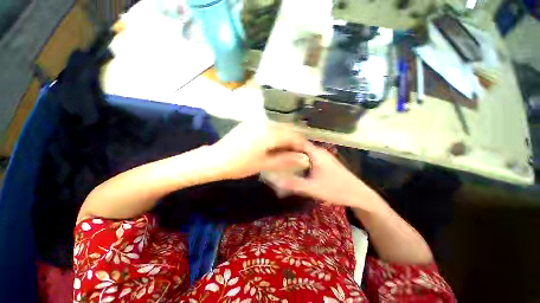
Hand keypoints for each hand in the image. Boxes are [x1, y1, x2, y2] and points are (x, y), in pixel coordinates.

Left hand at [211, 121, 309, 179]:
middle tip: (297, 154)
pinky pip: (270, 126)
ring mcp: (257, 121)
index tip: (306, 154)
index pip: (293, 136)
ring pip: (279, 127)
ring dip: (286, 137)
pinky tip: (274, 144)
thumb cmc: (240, 164)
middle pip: (287, 129)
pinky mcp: (251, 122)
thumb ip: (286, 160)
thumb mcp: (265, 164)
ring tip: (287, 150)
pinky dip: (276, 134)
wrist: (216, 159)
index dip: (301, 145)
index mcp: (270, 132)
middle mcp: (265, 122)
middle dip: (294, 141)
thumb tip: (305, 159)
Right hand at [280, 142, 382, 209]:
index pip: (298, 141)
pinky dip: (301, 158)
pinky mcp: (326, 162)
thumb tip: (276, 181)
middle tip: (275, 154)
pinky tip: (295, 165)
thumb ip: (294, 184)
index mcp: (317, 153)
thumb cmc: (337, 190)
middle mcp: (320, 151)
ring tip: (282, 158)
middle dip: (288, 149)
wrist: (359, 195)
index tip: (274, 147)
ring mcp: (324, 156)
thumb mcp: (313, 188)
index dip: (285, 143)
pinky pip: (310, 156)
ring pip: (305, 151)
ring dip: (295, 154)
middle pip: (301, 145)